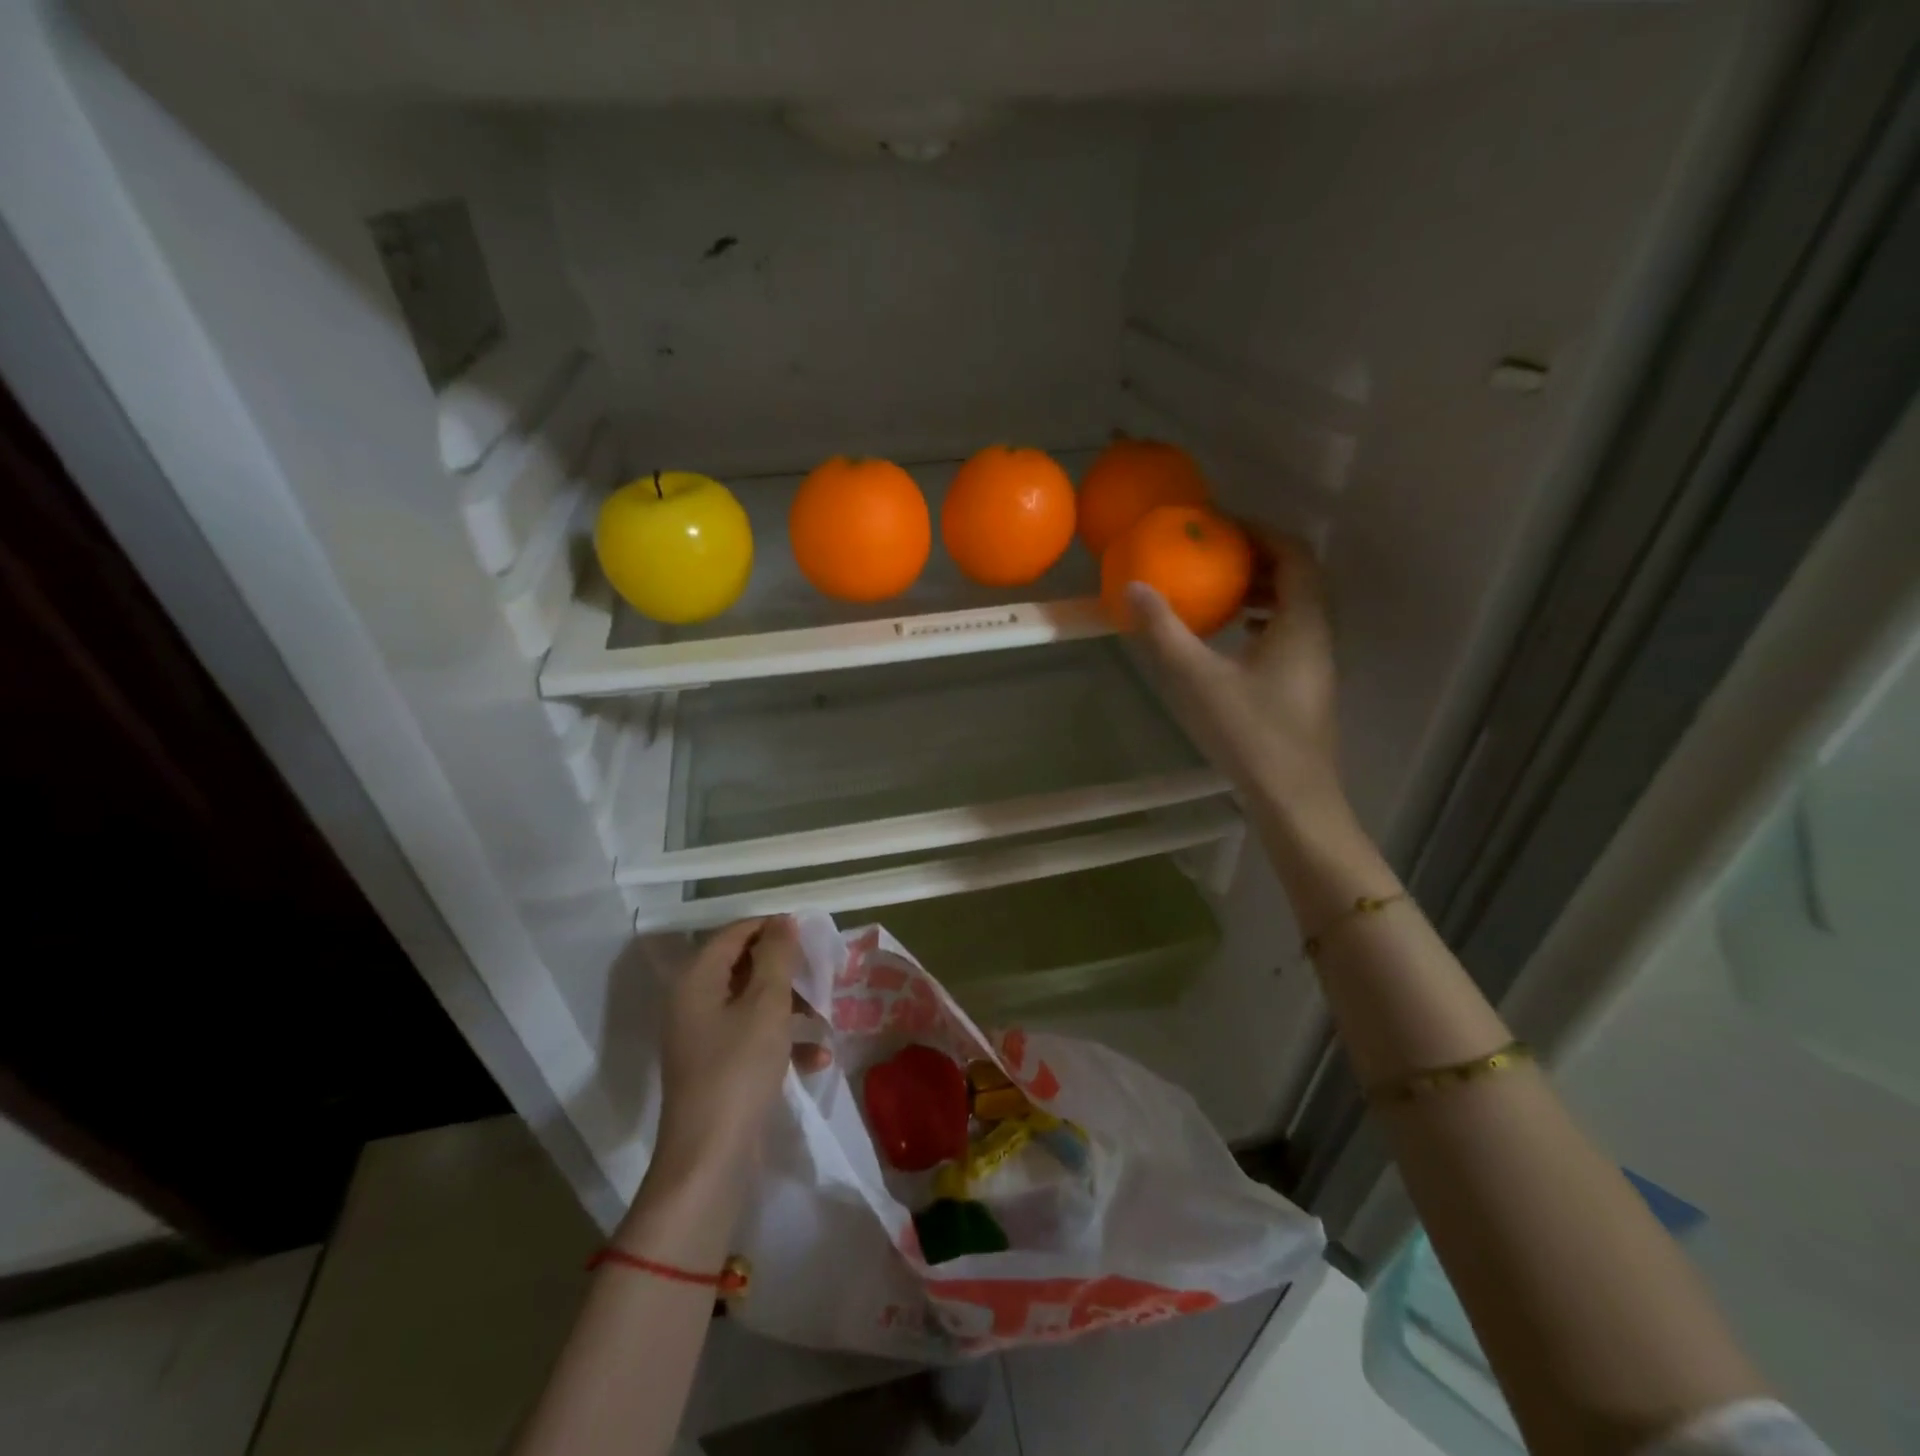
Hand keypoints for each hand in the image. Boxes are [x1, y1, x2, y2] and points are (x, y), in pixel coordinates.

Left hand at [652, 916, 828, 1190]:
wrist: (710, 1160)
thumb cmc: (739, 1070)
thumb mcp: (766, 1005)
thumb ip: (777, 956)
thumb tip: (783, 921)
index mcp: (696, 979)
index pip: (735, 933)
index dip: (773, 928)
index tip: (812, 937)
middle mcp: (694, 1002)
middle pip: (745, 967)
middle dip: (787, 971)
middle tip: (822, 976)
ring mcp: (704, 1038)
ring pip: (754, 1003)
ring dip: (792, 1008)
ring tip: (826, 1019)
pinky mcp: (719, 1068)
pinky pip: (754, 1039)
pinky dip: (784, 1043)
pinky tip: (817, 1060)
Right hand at [1125, 529, 1343, 813]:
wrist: (1293, 798)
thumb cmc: (1250, 734)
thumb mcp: (1197, 678)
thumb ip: (1164, 632)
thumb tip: (1133, 588)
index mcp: (1303, 622)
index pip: (1296, 555)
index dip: (1262, 533)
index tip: (1224, 527)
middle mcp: (1319, 635)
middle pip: (1301, 578)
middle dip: (1261, 559)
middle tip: (1218, 556)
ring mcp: (1317, 664)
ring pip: (1299, 608)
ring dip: (1264, 591)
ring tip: (1224, 593)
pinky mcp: (1307, 687)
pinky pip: (1292, 634)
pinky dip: (1266, 621)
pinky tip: (1235, 639)